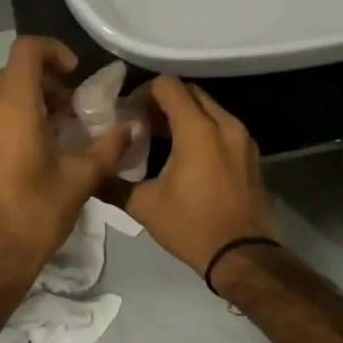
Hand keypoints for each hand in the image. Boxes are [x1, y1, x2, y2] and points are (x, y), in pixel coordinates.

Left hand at [0, 36, 132, 295]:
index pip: (27, 50)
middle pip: (16, 70)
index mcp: (13, 107)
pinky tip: (37, 144)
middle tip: (74, 106)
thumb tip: (133, 126)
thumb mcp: (81, 179)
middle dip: (47, 79)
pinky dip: (15, 112)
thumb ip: (110, 147)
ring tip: (59, 126)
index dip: (54, 51)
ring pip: (2, 90)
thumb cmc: (35, 214)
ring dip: (32, 96)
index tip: (75, 74)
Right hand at [124, 77, 278, 276]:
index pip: (168, 85)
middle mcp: (224, 123)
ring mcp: (243, 138)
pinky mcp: (251, 154)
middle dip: (164, 101)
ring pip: (208, 108)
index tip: (129, 112)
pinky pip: (223, 127)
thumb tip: (91, 173)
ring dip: (184, 115)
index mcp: (198, 129)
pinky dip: (203, 129)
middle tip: (142, 122)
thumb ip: (113, 184)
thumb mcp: (145, 206)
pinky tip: (185, 155)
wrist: (244, 257)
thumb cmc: (192, 226)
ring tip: (161, 139)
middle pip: (190, 92)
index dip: (144, 92)